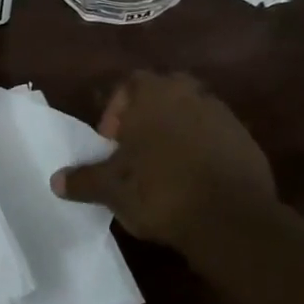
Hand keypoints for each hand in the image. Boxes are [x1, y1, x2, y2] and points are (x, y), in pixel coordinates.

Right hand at [50, 72, 277, 263]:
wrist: (230, 219)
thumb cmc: (160, 191)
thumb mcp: (112, 189)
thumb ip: (84, 180)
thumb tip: (56, 181)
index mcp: (152, 94)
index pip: (129, 83)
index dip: (116, 110)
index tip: (111, 142)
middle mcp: (189, 93)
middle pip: (163, 92)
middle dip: (149, 114)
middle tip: (137, 148)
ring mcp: (222, 115)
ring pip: (192, 112)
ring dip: (178, 131)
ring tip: (165, 166)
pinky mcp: (247, 141)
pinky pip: (216, 136)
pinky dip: (204, 149)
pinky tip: (195, 180)